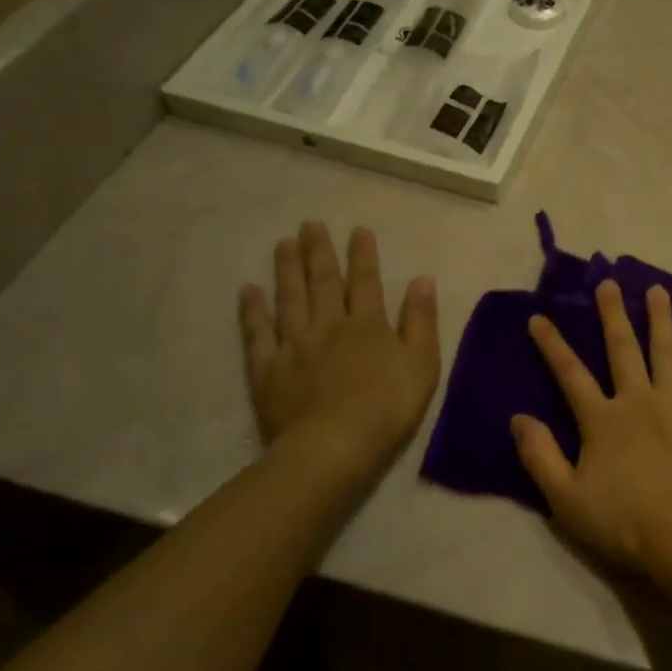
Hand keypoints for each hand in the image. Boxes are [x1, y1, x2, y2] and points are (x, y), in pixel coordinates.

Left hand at [238, 223, 439, 471]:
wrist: (334, 446)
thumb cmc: (388, 407)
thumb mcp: (422, 363)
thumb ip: (421, 320)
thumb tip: (422, 279)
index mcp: (368, 325)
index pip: (366, 282)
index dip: (363, 255)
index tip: (358, 230)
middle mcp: (329, 325)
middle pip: (323, 282)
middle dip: (319, 252)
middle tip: (309, 224)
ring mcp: (294, 345)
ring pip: (290, 298)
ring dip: (287, 269)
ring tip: (283, 243)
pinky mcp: (267, 369)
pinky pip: (258, 333)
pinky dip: (253, 310)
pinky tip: (249, 291)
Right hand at [510, 279, 671, 585]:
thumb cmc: (625, 524)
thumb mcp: (566, 499)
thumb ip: (540, 456)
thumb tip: (518, 417)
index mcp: (602, 420)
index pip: (570, 373)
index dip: (552, 344)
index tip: (538, 317)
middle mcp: (638, 400)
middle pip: (622, 349)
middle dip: (612, 314)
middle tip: (607, 283)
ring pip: (667, 352)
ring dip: (660, 318)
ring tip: (657, 289)